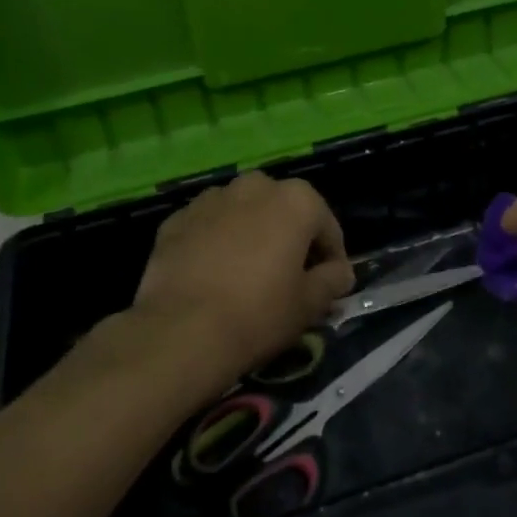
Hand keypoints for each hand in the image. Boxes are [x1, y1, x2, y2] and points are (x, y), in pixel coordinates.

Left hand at [127, 171, 354, 392]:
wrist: (182, 330)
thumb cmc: (259, 313)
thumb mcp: (309, 304)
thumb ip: (332, 280)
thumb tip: (340, 272)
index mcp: (295, 200)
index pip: (326, 227)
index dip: (331, 257)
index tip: (328, 284)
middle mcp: (254, 186)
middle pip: (283, 210)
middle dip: (289, 237)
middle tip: (287, 276)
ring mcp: (211, 199)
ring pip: (243, 213)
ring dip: (251, 234)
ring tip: (246, 274)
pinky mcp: (176, 219)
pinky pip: (208, 226)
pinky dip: (215, 242)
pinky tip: (212, 275)